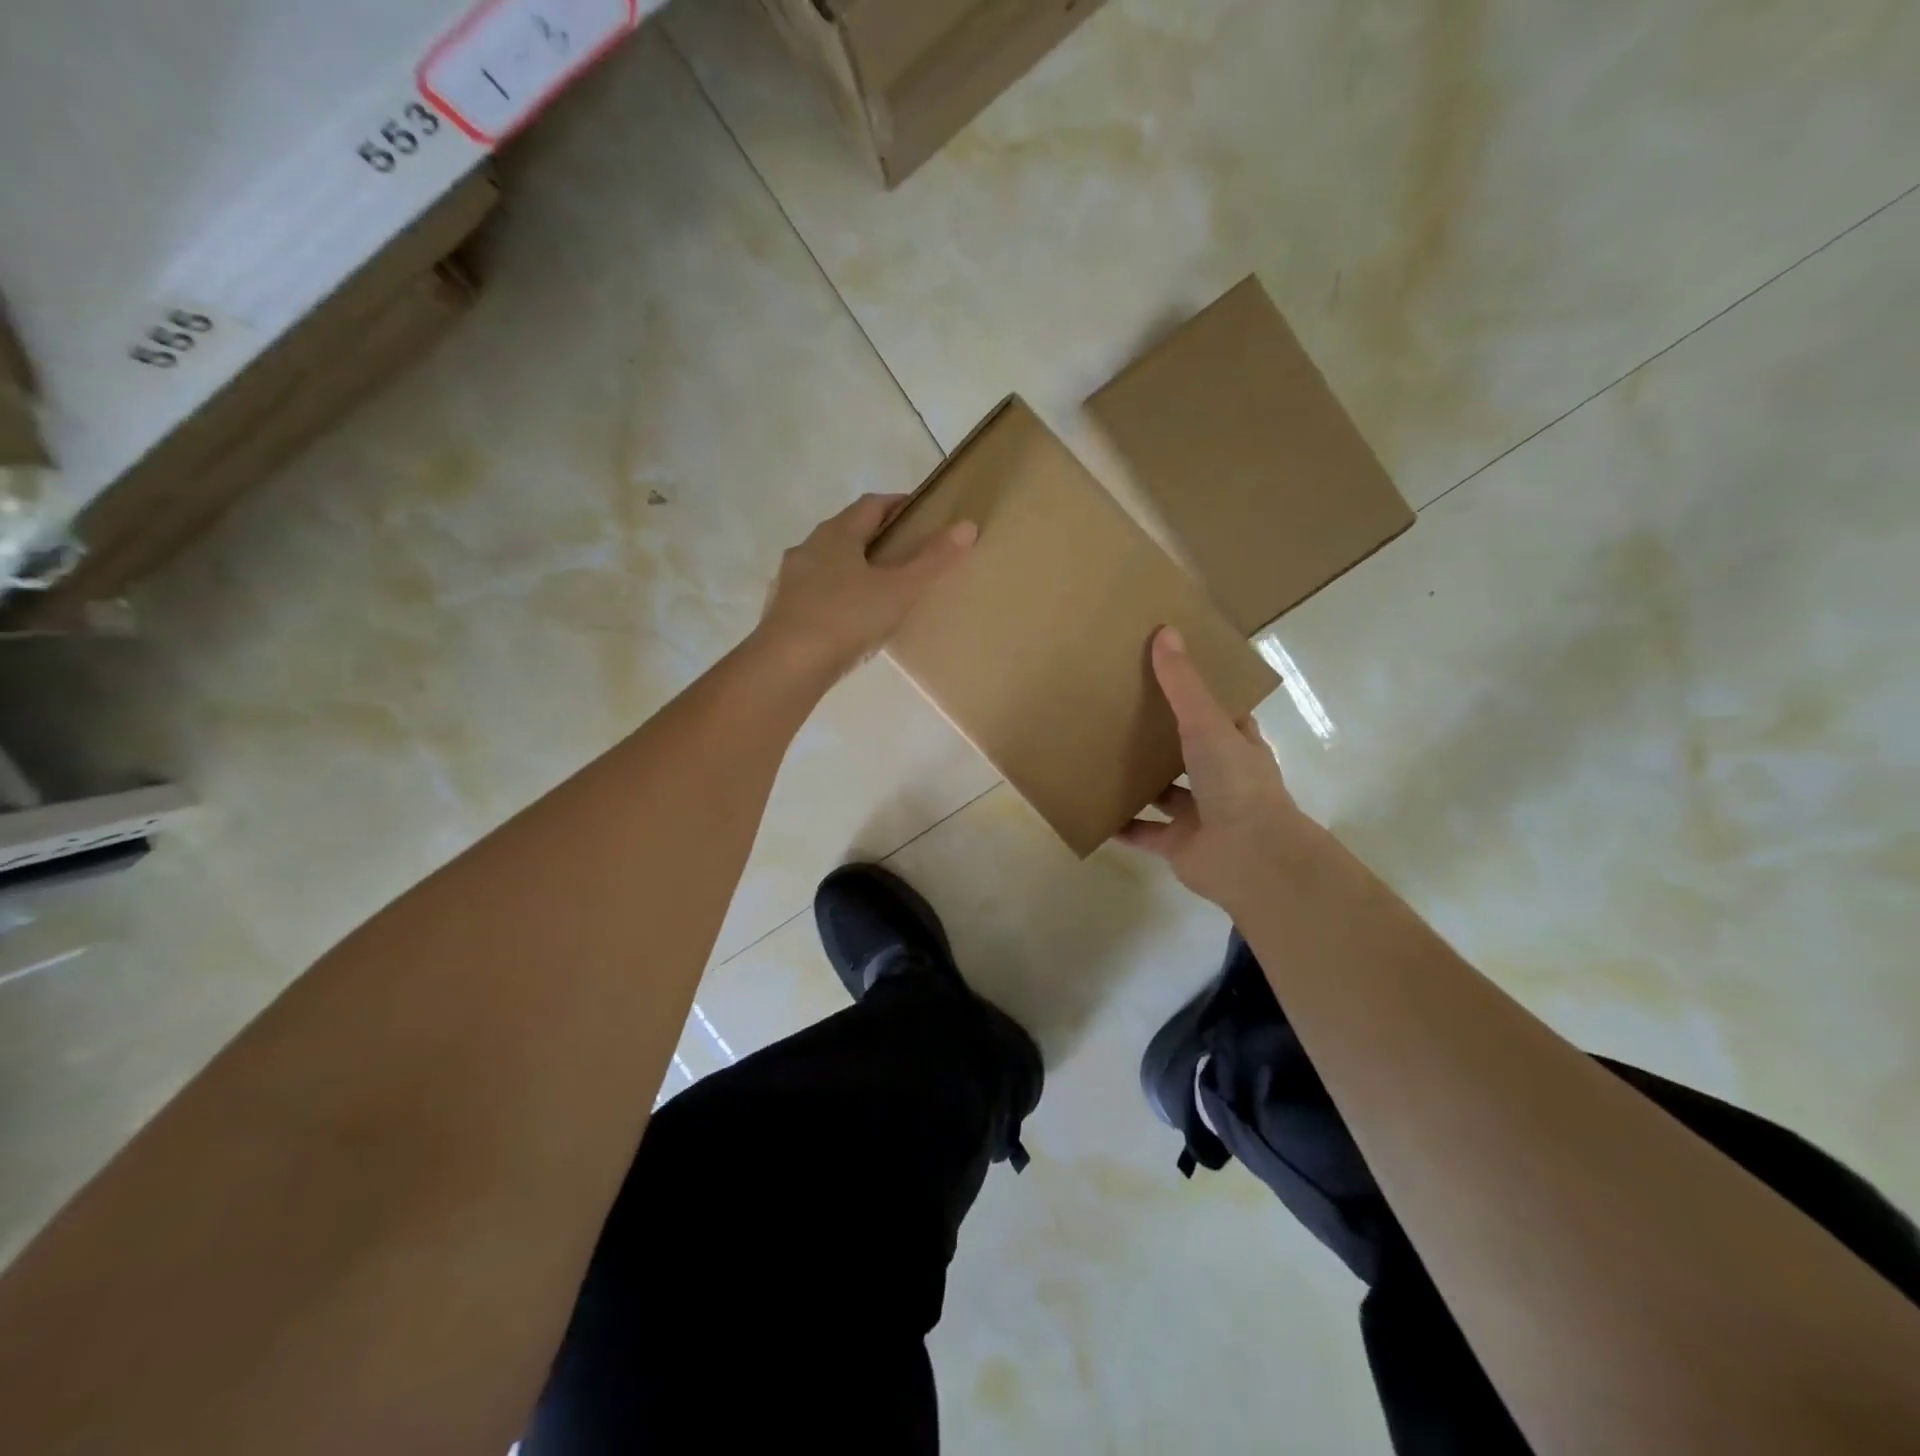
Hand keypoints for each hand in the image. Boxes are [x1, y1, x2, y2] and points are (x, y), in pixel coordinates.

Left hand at [755, 493, 975, 680]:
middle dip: (875, 536)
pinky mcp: (781, 611)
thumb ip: (933, 560)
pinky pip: (815, 592)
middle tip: (904, 552)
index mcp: (836, 534)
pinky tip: (849, 618)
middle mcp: (808, 548)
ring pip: (827, 563)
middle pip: (846, 531)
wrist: (787, 666)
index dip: (898, 504)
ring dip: (852, 566)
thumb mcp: (899, 590)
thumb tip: (967, 526)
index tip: (920, 513)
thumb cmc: (846, 619)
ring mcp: (790, 580)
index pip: (871, 505)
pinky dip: (836, 595)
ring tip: (878, 587)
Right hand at [1118, 627, 1324, 909]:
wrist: (1250, 857)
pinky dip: (1121, 824)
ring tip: (1100, 756)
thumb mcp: (1207, 723)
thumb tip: (1166, 631)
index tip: (1166, 676)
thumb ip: (1183, 685)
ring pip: (1164, 794)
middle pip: (1188, 753)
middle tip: (1120, 712)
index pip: (1219, 715)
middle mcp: (1221, 779)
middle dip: (1161, 738)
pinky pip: (1143, 832)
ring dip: (1139, 782)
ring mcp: (1200, 814)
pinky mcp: (1178, 845)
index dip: (1197, 696)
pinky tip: (1094, 808)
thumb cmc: (1235, 782)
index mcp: (1237, 746)